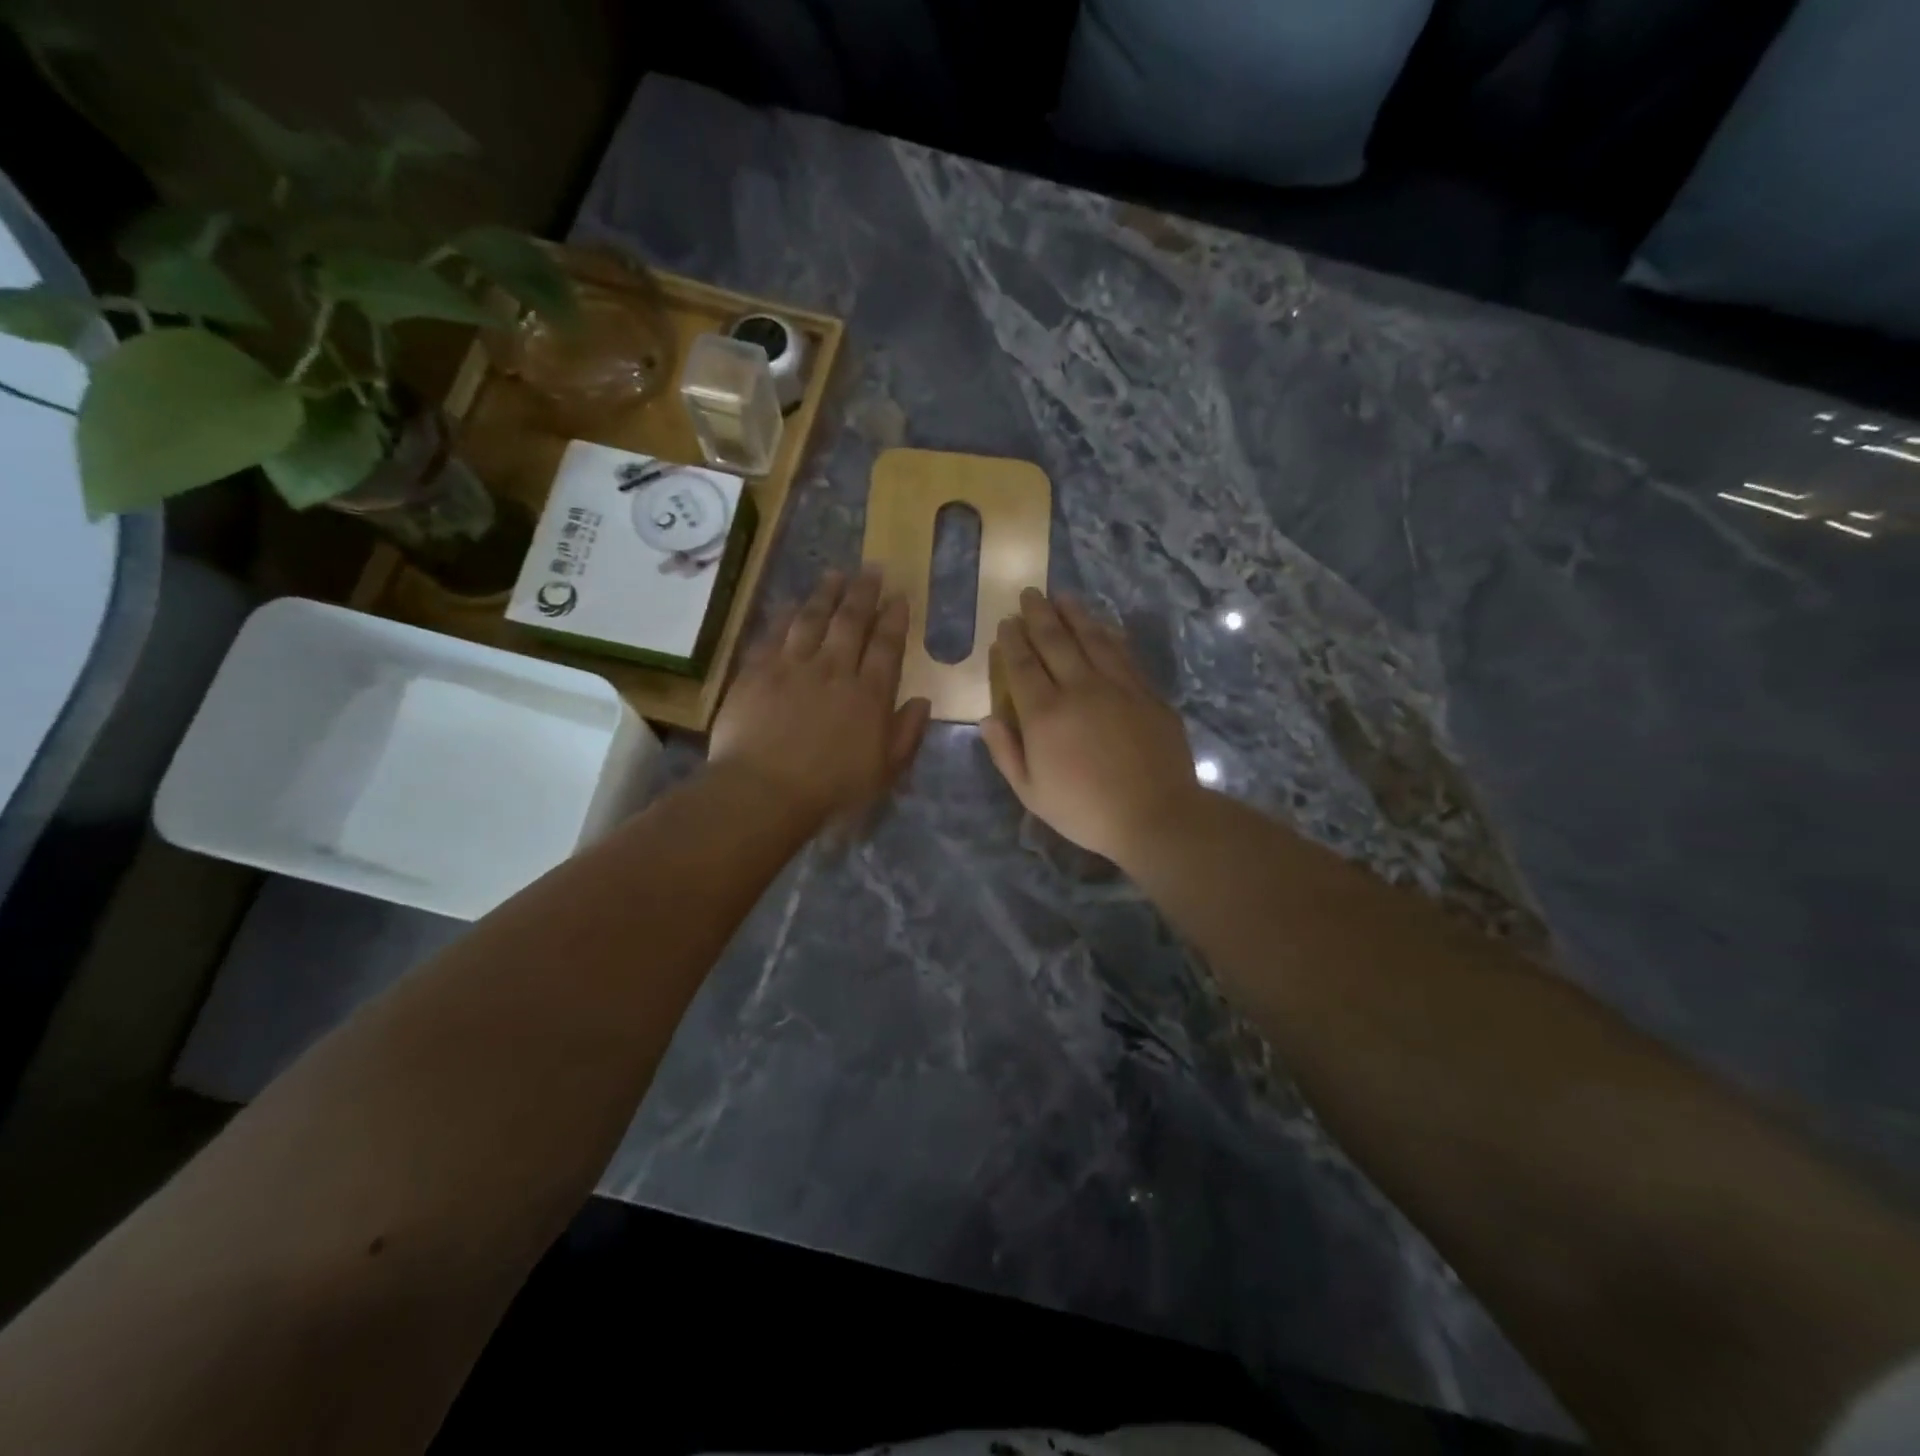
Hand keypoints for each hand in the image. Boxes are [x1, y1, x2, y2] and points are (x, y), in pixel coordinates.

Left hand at [709, 568, 931, 827]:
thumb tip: (922, 701)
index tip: (899, 597)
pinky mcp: (757, 670)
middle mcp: (833, 669)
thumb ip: (907, 734)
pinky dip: (785, 614)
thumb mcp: (884, 771)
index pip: (886, 646)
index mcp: (869, 694)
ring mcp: (793, 666)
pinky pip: (775, 633)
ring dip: (826, 594)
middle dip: (864, 593)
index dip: (894, 619)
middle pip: (851, 621)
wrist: (764, 790)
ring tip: (835, 574)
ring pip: (812, 618)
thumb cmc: (831, 788)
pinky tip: (791, 603)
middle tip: (872, 569)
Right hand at [981, 589, 1201, 865]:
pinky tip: (1103, 625)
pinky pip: (1123, 653)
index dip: (1012, 640)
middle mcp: (1079, 688)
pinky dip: (1109, 634)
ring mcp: (1117, 686)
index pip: (1022, 665)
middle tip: (1030, 593)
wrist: (1155, 815)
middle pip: (1055, 640)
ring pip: (1091, 638)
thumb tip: (988, 718)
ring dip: (1074, 614)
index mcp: (1045, 713)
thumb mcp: (1031, 792)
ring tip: (1062, 596)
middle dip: (1038, 614)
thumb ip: (1006, 753)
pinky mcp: (1146, 692)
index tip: (1006, 622)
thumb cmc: (1085, 811)